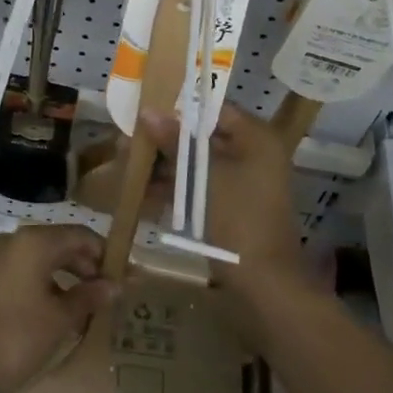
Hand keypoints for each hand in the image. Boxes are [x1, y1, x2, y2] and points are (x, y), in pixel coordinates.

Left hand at [0, 224, 116, 392]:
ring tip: (86, 309)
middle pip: (61, 245)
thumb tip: (116, 285)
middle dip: (87, 268)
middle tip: (108, 296)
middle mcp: (13, 241)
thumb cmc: (15, 339)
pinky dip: (44, 286)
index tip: (124, 278)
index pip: (81, 235)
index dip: (105, 255)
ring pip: (41, 260)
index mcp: (33, 242)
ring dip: (66, 279)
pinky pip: (23, 273)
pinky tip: (56, 314)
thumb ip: (89, 297)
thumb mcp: (60, 320)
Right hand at [142, 104, 303, 291]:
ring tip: (129, 164)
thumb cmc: (237, 218)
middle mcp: (252, 154)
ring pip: (197, 163)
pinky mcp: (230, 206)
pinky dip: (175, 187)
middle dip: (166, 139)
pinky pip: (199, 186)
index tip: (145, 110)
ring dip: (166, 164)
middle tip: (131, 140)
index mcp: (256, 138)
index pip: (213, 109)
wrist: (263, 283)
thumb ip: (175, 141)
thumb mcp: (202, 175)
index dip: (178, 108)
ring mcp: (242, 182)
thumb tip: (148, 111)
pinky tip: (143, 190)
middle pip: (203, 136)